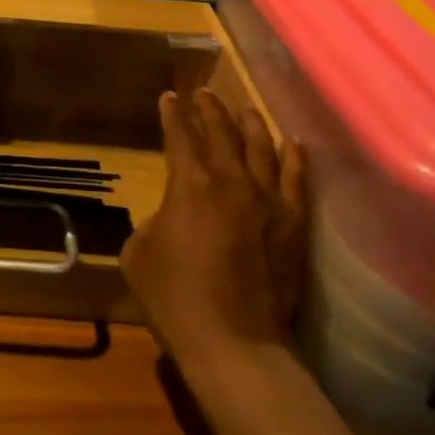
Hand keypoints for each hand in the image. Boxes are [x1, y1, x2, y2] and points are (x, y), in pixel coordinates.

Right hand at [121, 88, 304, 364]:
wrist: (233, 342)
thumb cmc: (174, 296)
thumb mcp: (138, 251)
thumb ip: (154, 220)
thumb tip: (170, 216)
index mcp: (190, 184)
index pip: (180, 135)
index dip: (172, 114)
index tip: (169, 97)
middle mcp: (232, 181)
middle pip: (221, 132)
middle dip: (209, 109)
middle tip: (202, 93)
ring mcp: (269, 201)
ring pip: (261, 147)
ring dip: (249, 123)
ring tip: (243, 108)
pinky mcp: (293, 224)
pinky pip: (296, 179)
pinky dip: (293, 157)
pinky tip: (291, 142)